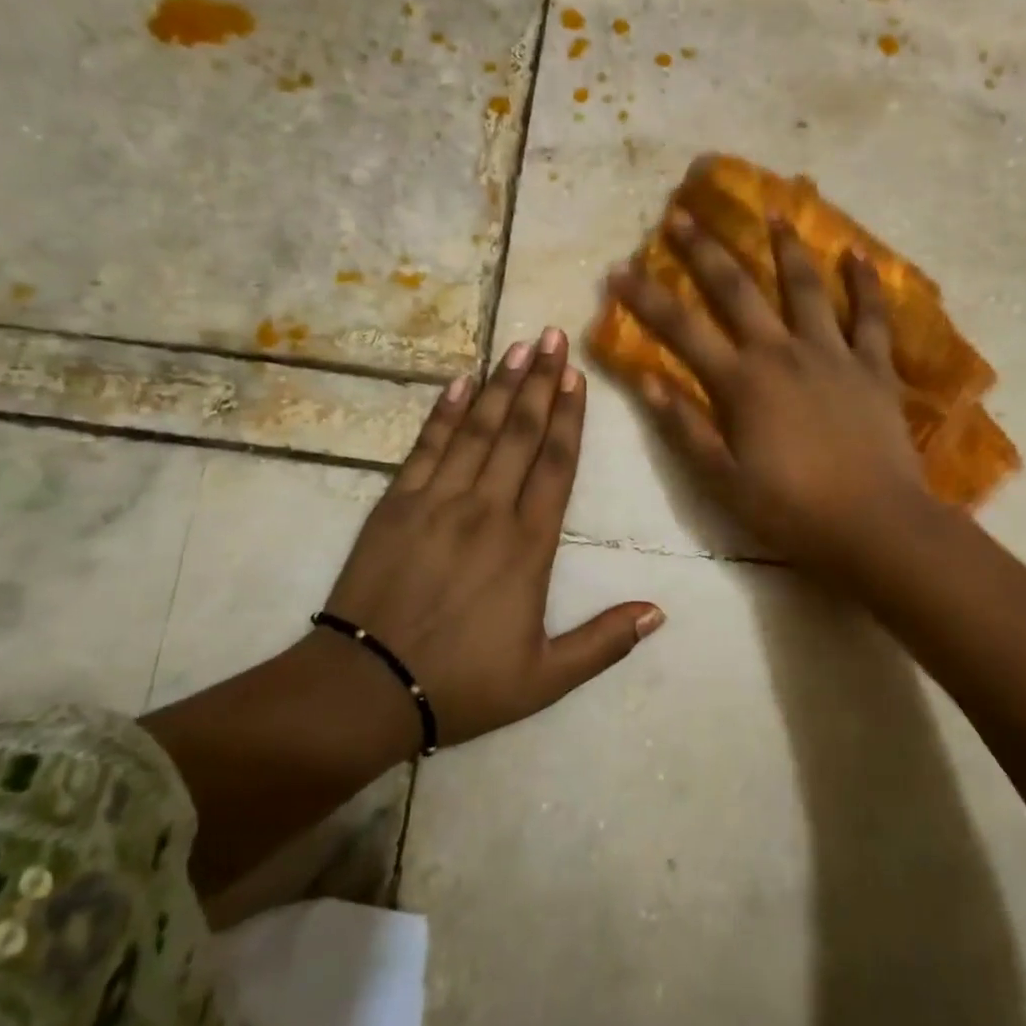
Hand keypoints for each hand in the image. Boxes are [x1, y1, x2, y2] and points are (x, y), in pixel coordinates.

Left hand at [325, 328, 662, 746]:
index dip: (568, 417)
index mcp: (528, 545)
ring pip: (478, 430)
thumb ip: (604, 642)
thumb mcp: (545, 678)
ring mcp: (438, 501)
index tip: (576, 376)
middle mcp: (488, 510)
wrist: (366, 688)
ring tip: (517, 347)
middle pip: (520, 433)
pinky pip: (426, 447)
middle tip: (552, 337)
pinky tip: (459, 383)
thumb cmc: (462, 684)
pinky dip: (444, 413)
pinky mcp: (396, 504)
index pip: (556, 465)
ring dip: (500, 386)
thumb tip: (659, 612)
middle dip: (539, 382)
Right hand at [607, 210, 929, 574]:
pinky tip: (857, 254)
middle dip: (705, 251)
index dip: (646, 298)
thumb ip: (684, 428)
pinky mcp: (874, 367)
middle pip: (738, 291)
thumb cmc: (792, 510)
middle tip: (682, 214)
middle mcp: (783, 353)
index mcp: (743, 383)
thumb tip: (645, 379)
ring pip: (805, 287)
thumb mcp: (723, 481)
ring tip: (772, 210)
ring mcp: (833, 354)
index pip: (681, 330)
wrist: (875, 525)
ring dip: (785, 247)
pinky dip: (865, 284)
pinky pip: (871, 317)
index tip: (619, 268)